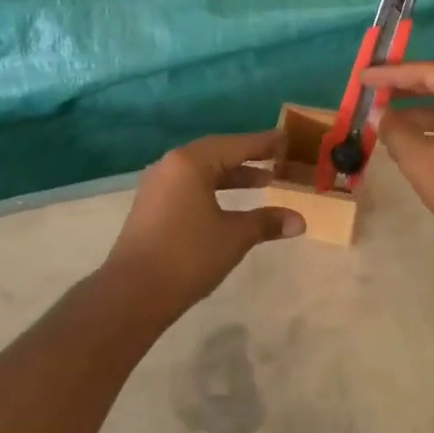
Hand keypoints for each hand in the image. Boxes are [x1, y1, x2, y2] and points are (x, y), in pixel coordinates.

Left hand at [104, 131, 305, 310]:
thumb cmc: (188, 256)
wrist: (133, 293)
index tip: (286, 139)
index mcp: (191, 162)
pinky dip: (214, 188)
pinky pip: (190, 185)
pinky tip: (231, 203)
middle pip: (217, 153)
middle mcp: (171, 165)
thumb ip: (267, 222)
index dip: (264, 143)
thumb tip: (300, 221)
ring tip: (264, 181)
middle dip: (249, 157)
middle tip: (278, 158)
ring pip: (202, 170)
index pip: (236, 145)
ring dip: (232, 175)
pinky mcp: (152, 205)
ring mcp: (158, 185)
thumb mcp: (234, 237)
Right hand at [366, 63, 433, 250]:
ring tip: (386, 116)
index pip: (431, 72)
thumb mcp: (421, 159)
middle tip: (373, 89)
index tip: (363, 77)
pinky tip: (412, 136)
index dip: (393, 74)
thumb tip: (377, 114)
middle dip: (406, 88)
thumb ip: (394, 130)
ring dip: (420, 110)